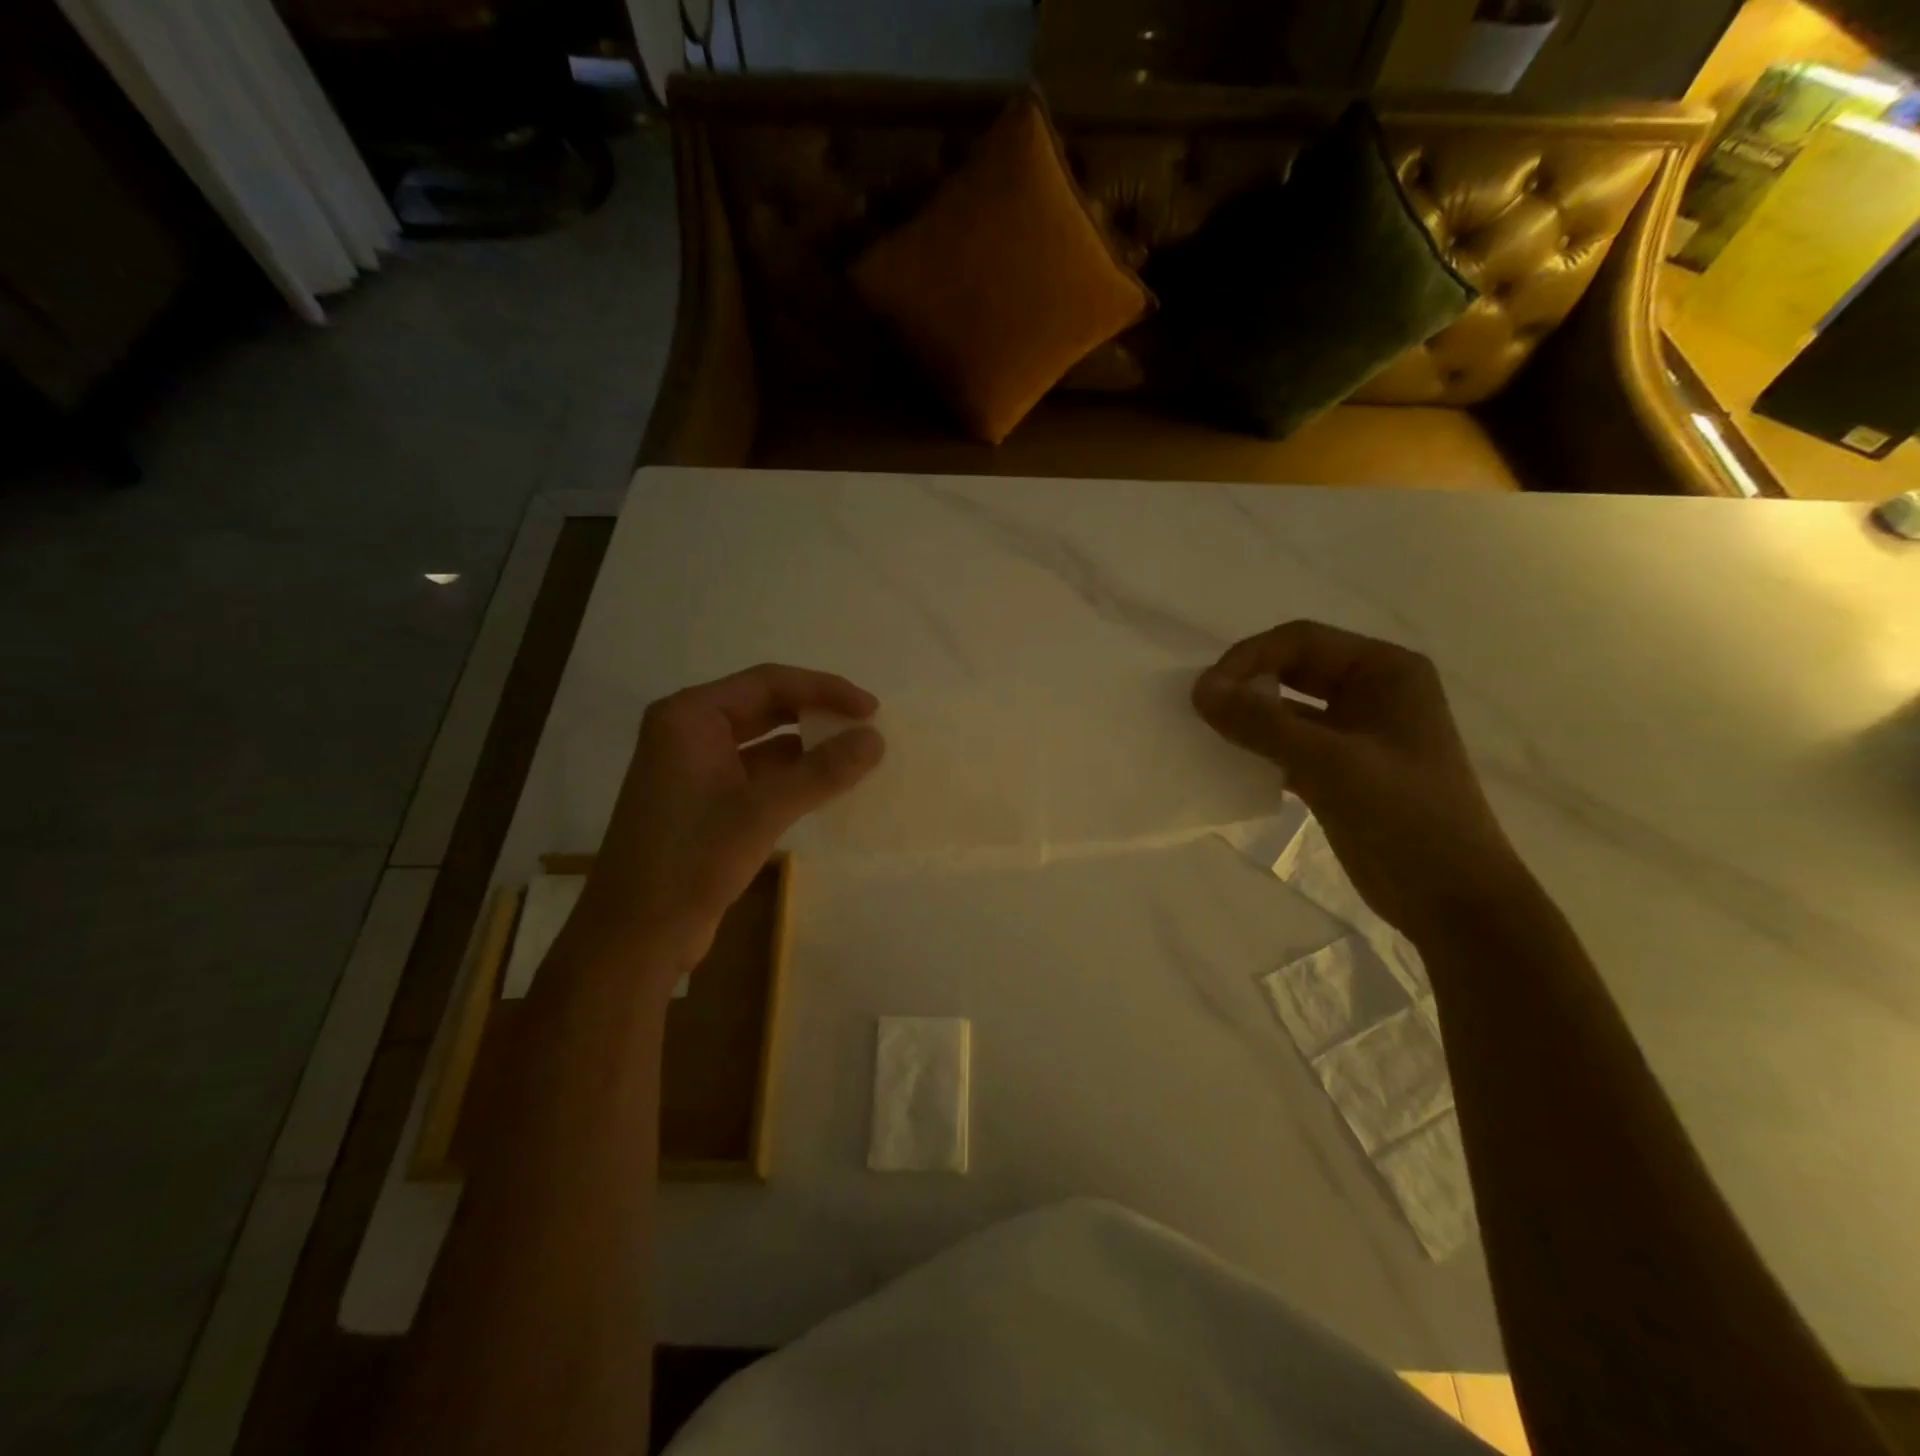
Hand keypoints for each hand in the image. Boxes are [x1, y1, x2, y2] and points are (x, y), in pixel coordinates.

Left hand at [572, 665, 883, 988]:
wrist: (636, 936)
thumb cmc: (691, 860)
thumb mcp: (762, 810)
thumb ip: (822, 771)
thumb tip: (876, 739)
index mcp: (690, 717)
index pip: (768, 682)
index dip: (824, 690)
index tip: (871, 709)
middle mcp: (689, 732)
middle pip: (765, 706)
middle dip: (817, 714)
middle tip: (867, 727)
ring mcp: (695, 768)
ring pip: (763, 742)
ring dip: (807, 747)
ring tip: (856, 756)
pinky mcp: (705, 802)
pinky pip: (757, 774)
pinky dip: (792, 776)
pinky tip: (827, 787)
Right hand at [1193, 621, 1529, 942]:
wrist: (1452, 900)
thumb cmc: (1406, 817)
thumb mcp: (1330, 763)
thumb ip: (1262, 723)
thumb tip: (1199, 689)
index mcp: (1385, 671)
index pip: (1301, 641)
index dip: (1248, 658)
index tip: (1206, 692)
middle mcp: (1371, 692)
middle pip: (1291, 670)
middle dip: (1246, 685)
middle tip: (1201, 711)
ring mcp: (1355, 733)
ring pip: (1286, 709)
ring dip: (1248, 719)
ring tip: (1206, 736)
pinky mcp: (1340, 771)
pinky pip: (1288, 745)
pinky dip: (1258, 751)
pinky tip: (1228, 766)